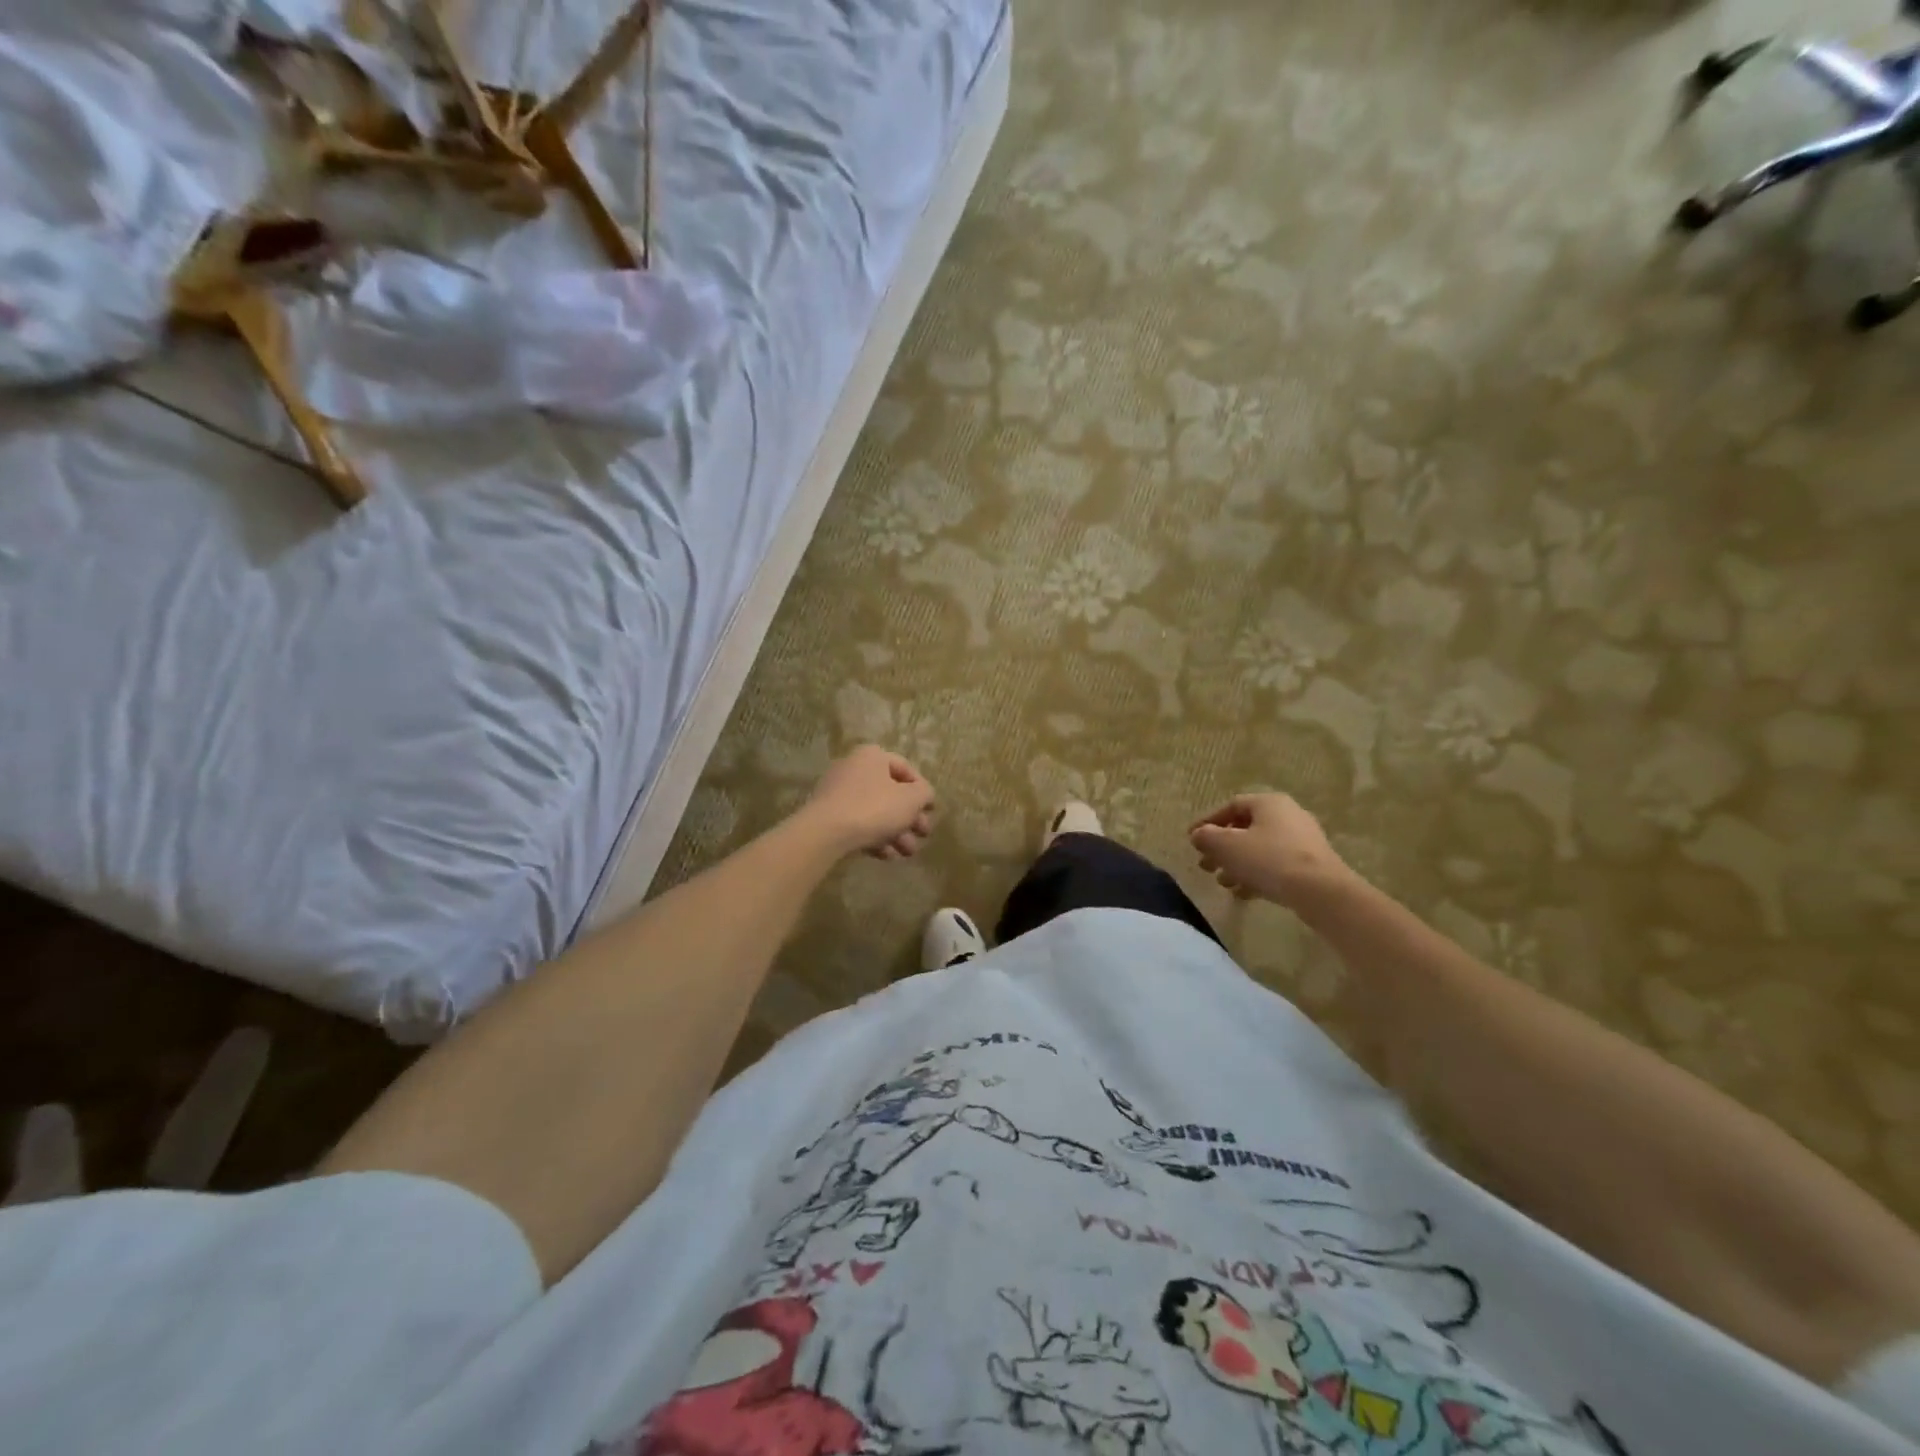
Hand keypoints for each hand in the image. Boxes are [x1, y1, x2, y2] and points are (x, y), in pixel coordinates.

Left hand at [804, 746, 936, 858]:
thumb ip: (924, 794)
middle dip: (911, 818)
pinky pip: (858, 823)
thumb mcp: (911, 799)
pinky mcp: (829, 815)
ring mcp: (838, 792)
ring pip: (876, 811)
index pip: (906, 769)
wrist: (826, 832)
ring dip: (896, 832)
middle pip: (891, 793)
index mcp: (873, 756)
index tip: (931, 811)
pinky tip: (886, 855)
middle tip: (922, 835)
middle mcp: (854, 768)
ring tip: (907, 853)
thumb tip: (924, 795)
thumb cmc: (874, 808)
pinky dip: (875, 837)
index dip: (923, 790)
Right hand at [1188, 793, 1355, 909]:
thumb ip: (1207, 837)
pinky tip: (1242, 893)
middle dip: (1221, 848)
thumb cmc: (1269, 859)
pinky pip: (1275, 865)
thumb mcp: (1228, 846)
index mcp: (1269, 803)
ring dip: (1236, 864)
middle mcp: (1288, 815)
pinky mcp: (1310, 865)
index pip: (1231, 806)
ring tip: (1222, 882)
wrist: (1320, 891)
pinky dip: (1256, 875)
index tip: (1192, 839)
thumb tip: (1198, 835)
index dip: (1207, 822)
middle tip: (1205, 865)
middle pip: (1245, 829)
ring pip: (1259, 849)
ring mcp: (1302, 841)